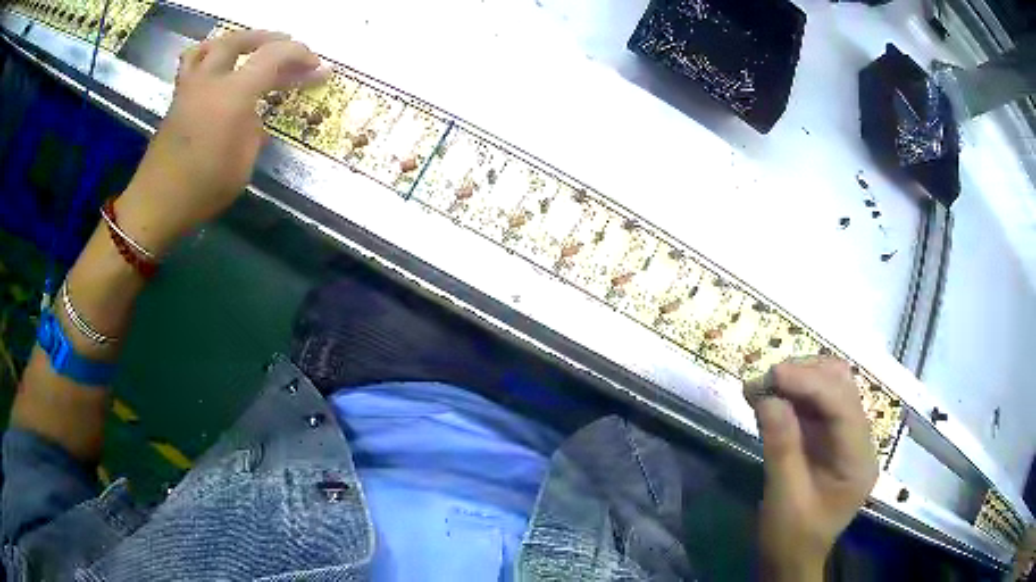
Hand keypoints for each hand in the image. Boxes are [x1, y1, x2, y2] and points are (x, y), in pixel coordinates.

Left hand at [116, 30, 326, 253]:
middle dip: (271, 39)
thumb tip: (254, 116)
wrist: (157, 203)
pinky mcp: (177, 98)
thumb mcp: (242, 166)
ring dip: (237, 40)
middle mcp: (210, 81)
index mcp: (232, 96)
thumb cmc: (203, 189)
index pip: (273, 56)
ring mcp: (190, 87)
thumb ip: (253, 131)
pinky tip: (216, 65)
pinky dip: (209, 53)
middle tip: (288, 47)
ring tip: (249, 47)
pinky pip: (192, 62)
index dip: (299, 54)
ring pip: (213, 44)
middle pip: (242, 41)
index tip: (315, 66)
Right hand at [744, 358, 878, 580]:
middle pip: (842, 387)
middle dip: (804, 376)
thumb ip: (781, 446)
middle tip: (764, 381)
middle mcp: (860, 441)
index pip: (843, 406)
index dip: (810, 383)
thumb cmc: (791, 538)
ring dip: (799, 380)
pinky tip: (771, 397)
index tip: (773, 374)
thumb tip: (767, 397)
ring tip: (764, 387)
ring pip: (831, 387)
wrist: (791, 560)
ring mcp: (846, 437)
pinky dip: (794, 394)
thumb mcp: (784, 498)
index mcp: (858, 460)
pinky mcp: (830, 438)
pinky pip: (817, 403)